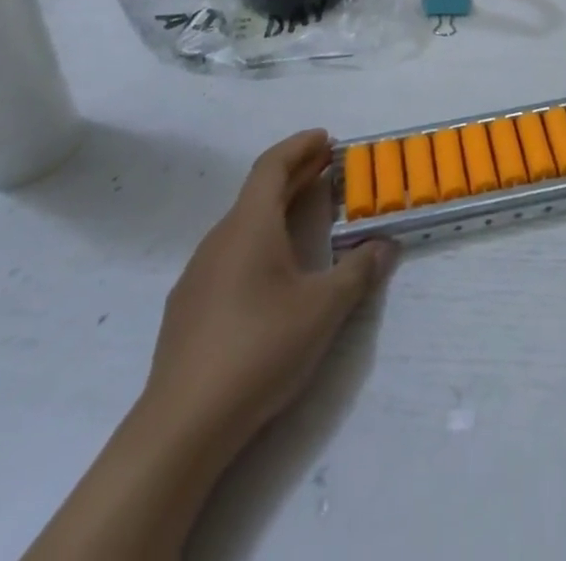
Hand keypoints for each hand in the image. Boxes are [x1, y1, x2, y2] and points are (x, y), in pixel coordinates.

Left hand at [141, 129, 396, 456]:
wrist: (181, 428)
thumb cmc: (258, 349)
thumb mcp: (324, 308)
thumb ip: (358, 270)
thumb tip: (385, 245)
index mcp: (249, 226)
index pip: (272, 166)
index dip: (300, 146)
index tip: (326, 137)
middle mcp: (219, 240)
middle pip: (258, 192)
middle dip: (296, 174)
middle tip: (329, 167)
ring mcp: (198, 275)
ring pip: (243, 224)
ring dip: (278, 208)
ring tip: (309, 213)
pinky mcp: (189, 309)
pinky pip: (230, 254)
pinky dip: (260, 240)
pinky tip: (275, 270)